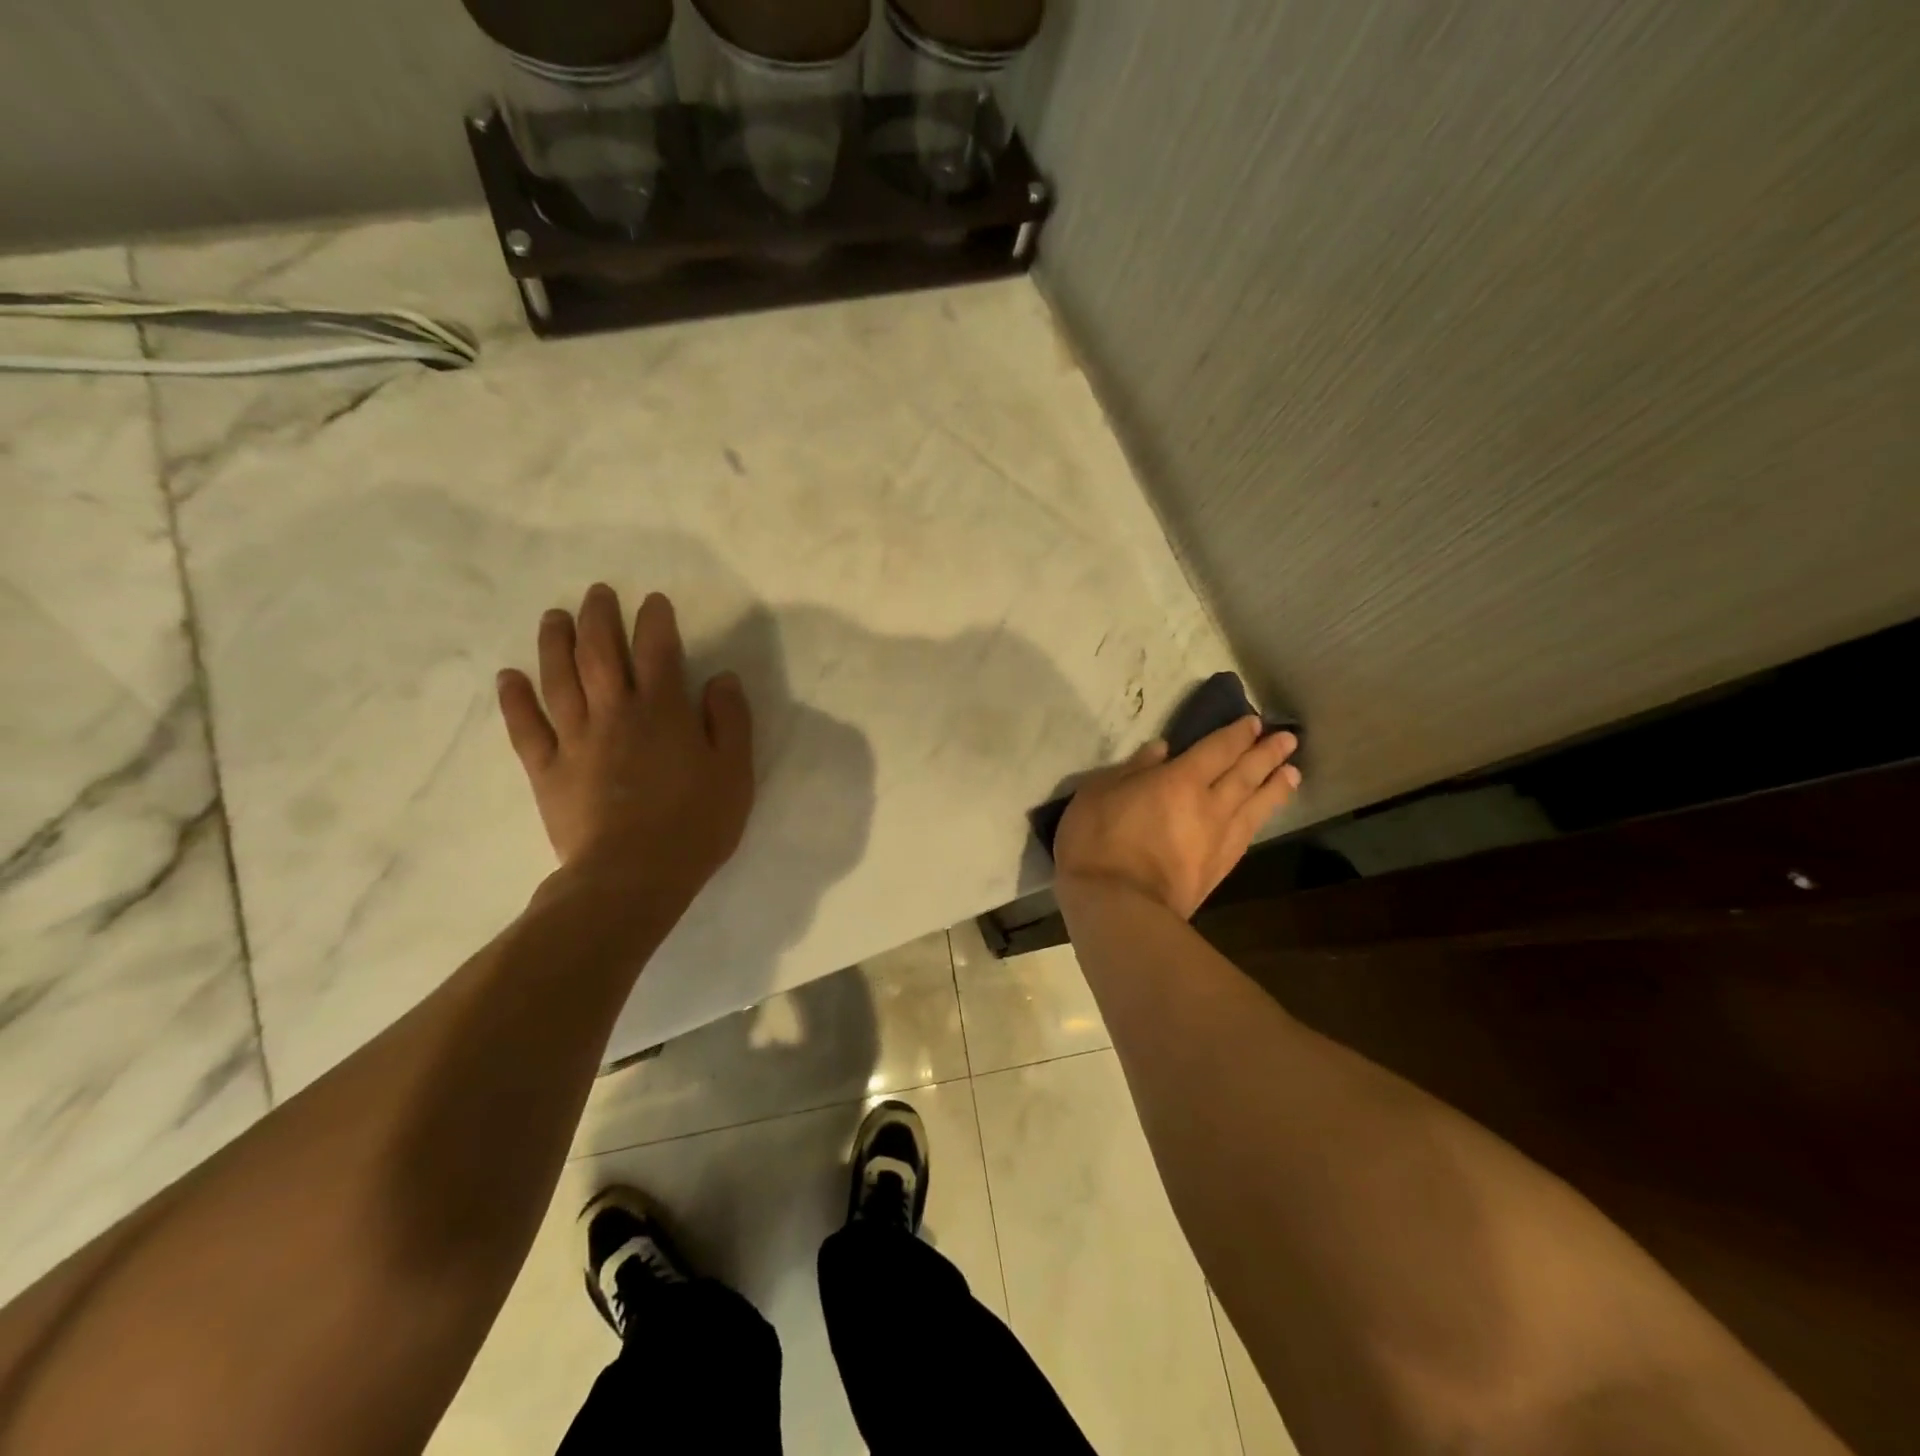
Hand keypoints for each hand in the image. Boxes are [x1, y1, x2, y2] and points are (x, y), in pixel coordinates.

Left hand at [496, 584, 754, 905]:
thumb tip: (721, 679)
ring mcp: (575, 739)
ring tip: (554, 617)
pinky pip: (526, 727)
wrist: (632, 876)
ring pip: (559, 678)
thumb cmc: (695, 824)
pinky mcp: (547, 769)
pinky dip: (515, 699)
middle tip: (597, 593)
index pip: (658, 650)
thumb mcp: (735, 772)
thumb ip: (730, 720)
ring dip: (555, 642)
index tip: (654, 601)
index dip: (656, 620)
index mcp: (662, 711)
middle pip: (600, 652)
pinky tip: (510, 677)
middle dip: (599, 617)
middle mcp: (615, 712)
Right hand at [1053, 718, 1300, 917]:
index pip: (1217, 750)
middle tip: (1288, 740)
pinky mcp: (1218, 870)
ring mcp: (1218, 840)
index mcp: (1179, 780)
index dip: (1237, 735)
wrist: (1119, 907)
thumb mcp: (1097, 793)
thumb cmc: (1098, 842)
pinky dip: (1259, 820)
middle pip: (1245, 774)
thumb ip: (1132, 769)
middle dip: (1267, 754)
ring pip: (1255, 806)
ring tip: (1292, 773)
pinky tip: (1262, 817)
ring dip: (1275, 787)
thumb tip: (1162, 750)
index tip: (1254, 722)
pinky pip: (1246, 836)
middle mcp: (1209, 806)